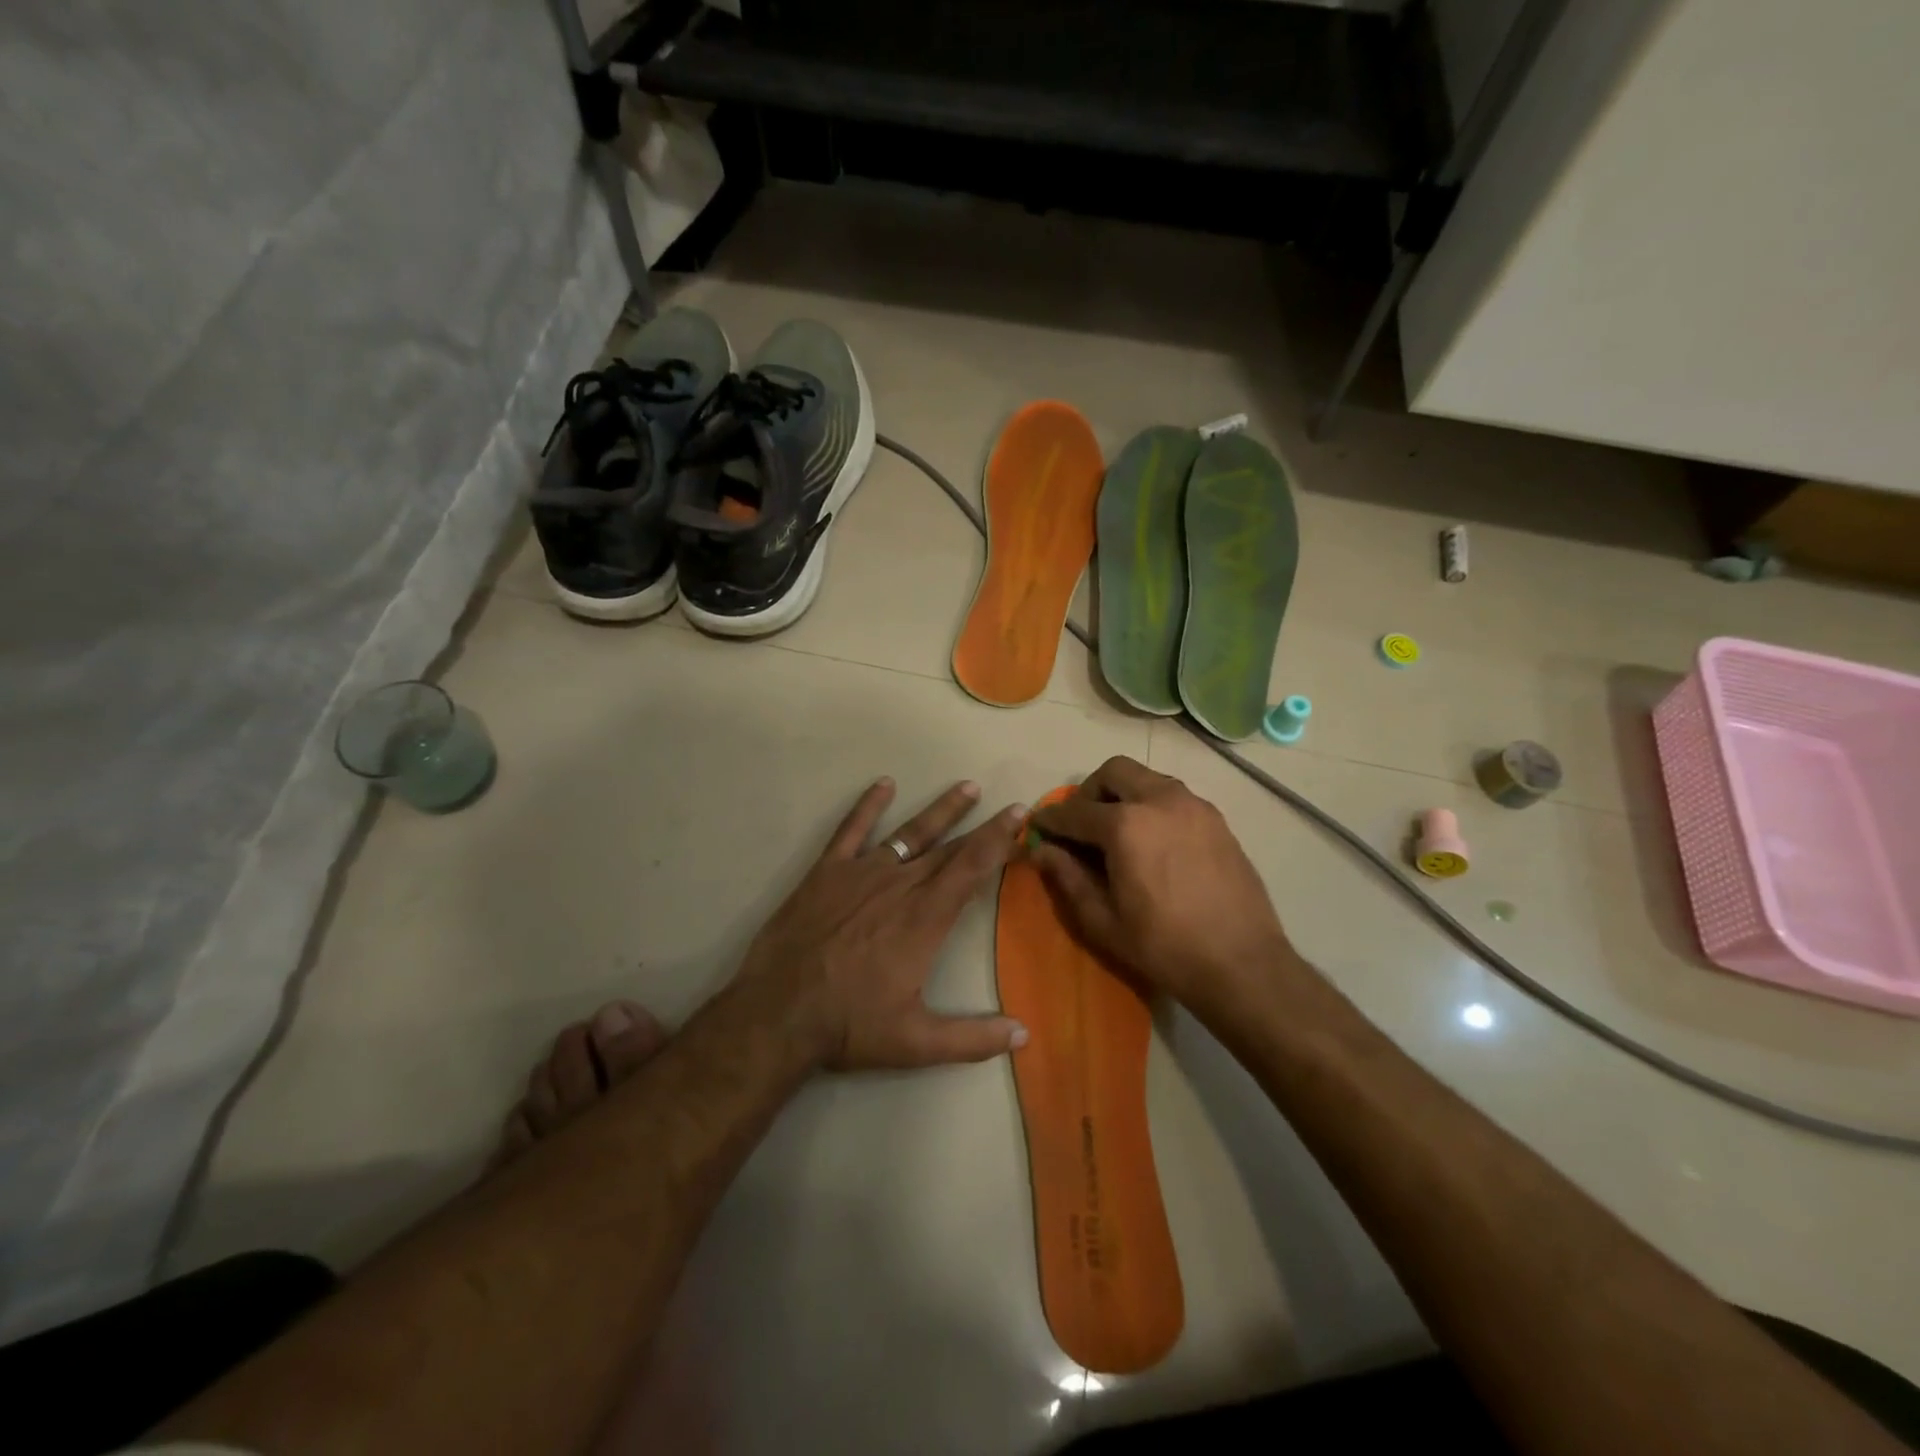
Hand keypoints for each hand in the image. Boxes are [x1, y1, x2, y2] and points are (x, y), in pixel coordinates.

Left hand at [736, 777, 1027, 1070]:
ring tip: (966, 788)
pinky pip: (851, 830)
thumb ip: (973, 1038)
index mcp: (925, 919)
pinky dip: (868, 805)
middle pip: (949, 849)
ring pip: (910, 833)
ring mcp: (861, 873)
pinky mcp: (826, 872)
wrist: (777, 1013)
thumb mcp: (916, 1042)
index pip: (972, 869)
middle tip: (1007, 806)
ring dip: (941, 811)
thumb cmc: (849, 1025)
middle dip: (982, 827)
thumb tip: (1024, 1035)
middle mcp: (900, 886)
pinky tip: (884, 784)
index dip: (999, 840)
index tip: (1019, 816)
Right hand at [1029, 756, 1293, 1025]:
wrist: (1242, 964)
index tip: (1038, 826)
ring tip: (1119, 833)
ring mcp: (1194, 806)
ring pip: (1148, 778)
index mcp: (1126, 825)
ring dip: (1124, 794)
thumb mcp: (1103, 920)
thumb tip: (1042, 850)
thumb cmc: (1164, 947)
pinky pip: (1175, 797)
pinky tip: (1154, 843)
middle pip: (1114, 772)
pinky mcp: (1217, 820)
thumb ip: (1068, 878)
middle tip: (1082, 824)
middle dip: (1090, 791)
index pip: (1075, 811)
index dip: (1051, 819)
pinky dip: (1154, 806)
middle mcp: (1161, 800)